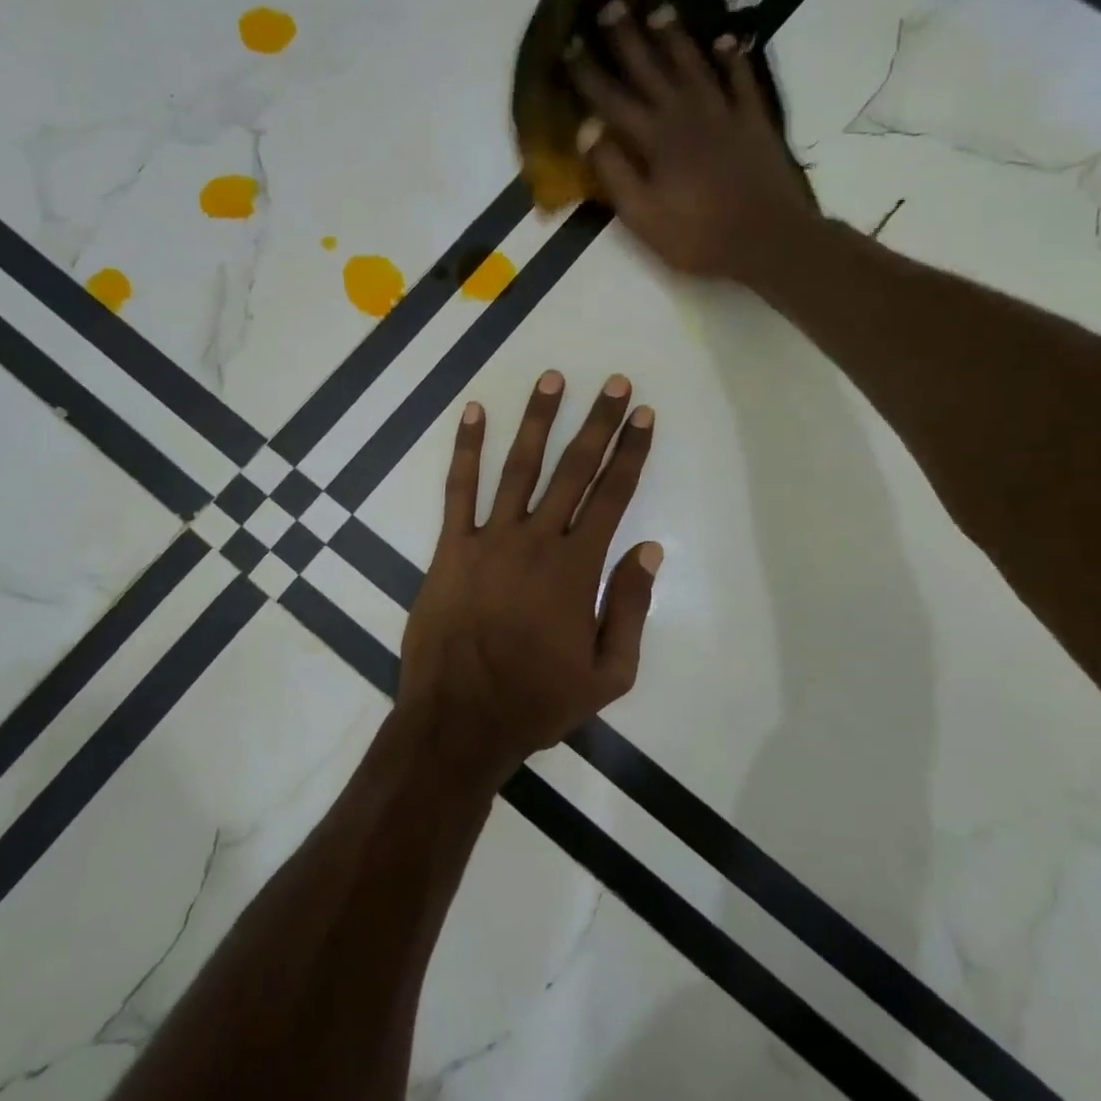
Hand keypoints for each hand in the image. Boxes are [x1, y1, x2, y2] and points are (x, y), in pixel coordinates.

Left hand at [398, 370, 660, 780]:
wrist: (459, 721)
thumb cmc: (537, 701)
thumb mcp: (608, 674)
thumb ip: (630, 608)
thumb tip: (650, 551)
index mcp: (577, 569)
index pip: (612, 497)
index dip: (632, 453)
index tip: (645, 417)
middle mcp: (536, 541)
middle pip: (574, 470)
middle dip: (600, 423)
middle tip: (616, 384)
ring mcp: (489, 540)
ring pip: (519, 467)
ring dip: (539, 421)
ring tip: (554, 379)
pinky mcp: (450, 548)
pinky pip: (458, 490)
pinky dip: (466, 449)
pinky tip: (473, 413)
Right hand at [568, 0, 820, 283]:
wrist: (765, 238)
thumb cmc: (697, 236)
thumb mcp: (642, 216)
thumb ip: (613, 172)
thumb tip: (586, 128)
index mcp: (653, 139)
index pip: (611, 99)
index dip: (587, 72)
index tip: (568, 44)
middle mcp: (685, 114)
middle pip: (650, 68)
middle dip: (627, 38)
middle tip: (611, 5)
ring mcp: (723, 113)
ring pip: (693, 64)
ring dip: (675, 37)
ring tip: (660, 10)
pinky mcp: (753, 120)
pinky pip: (741, 79)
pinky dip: (732, 57)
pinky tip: (724, 40)